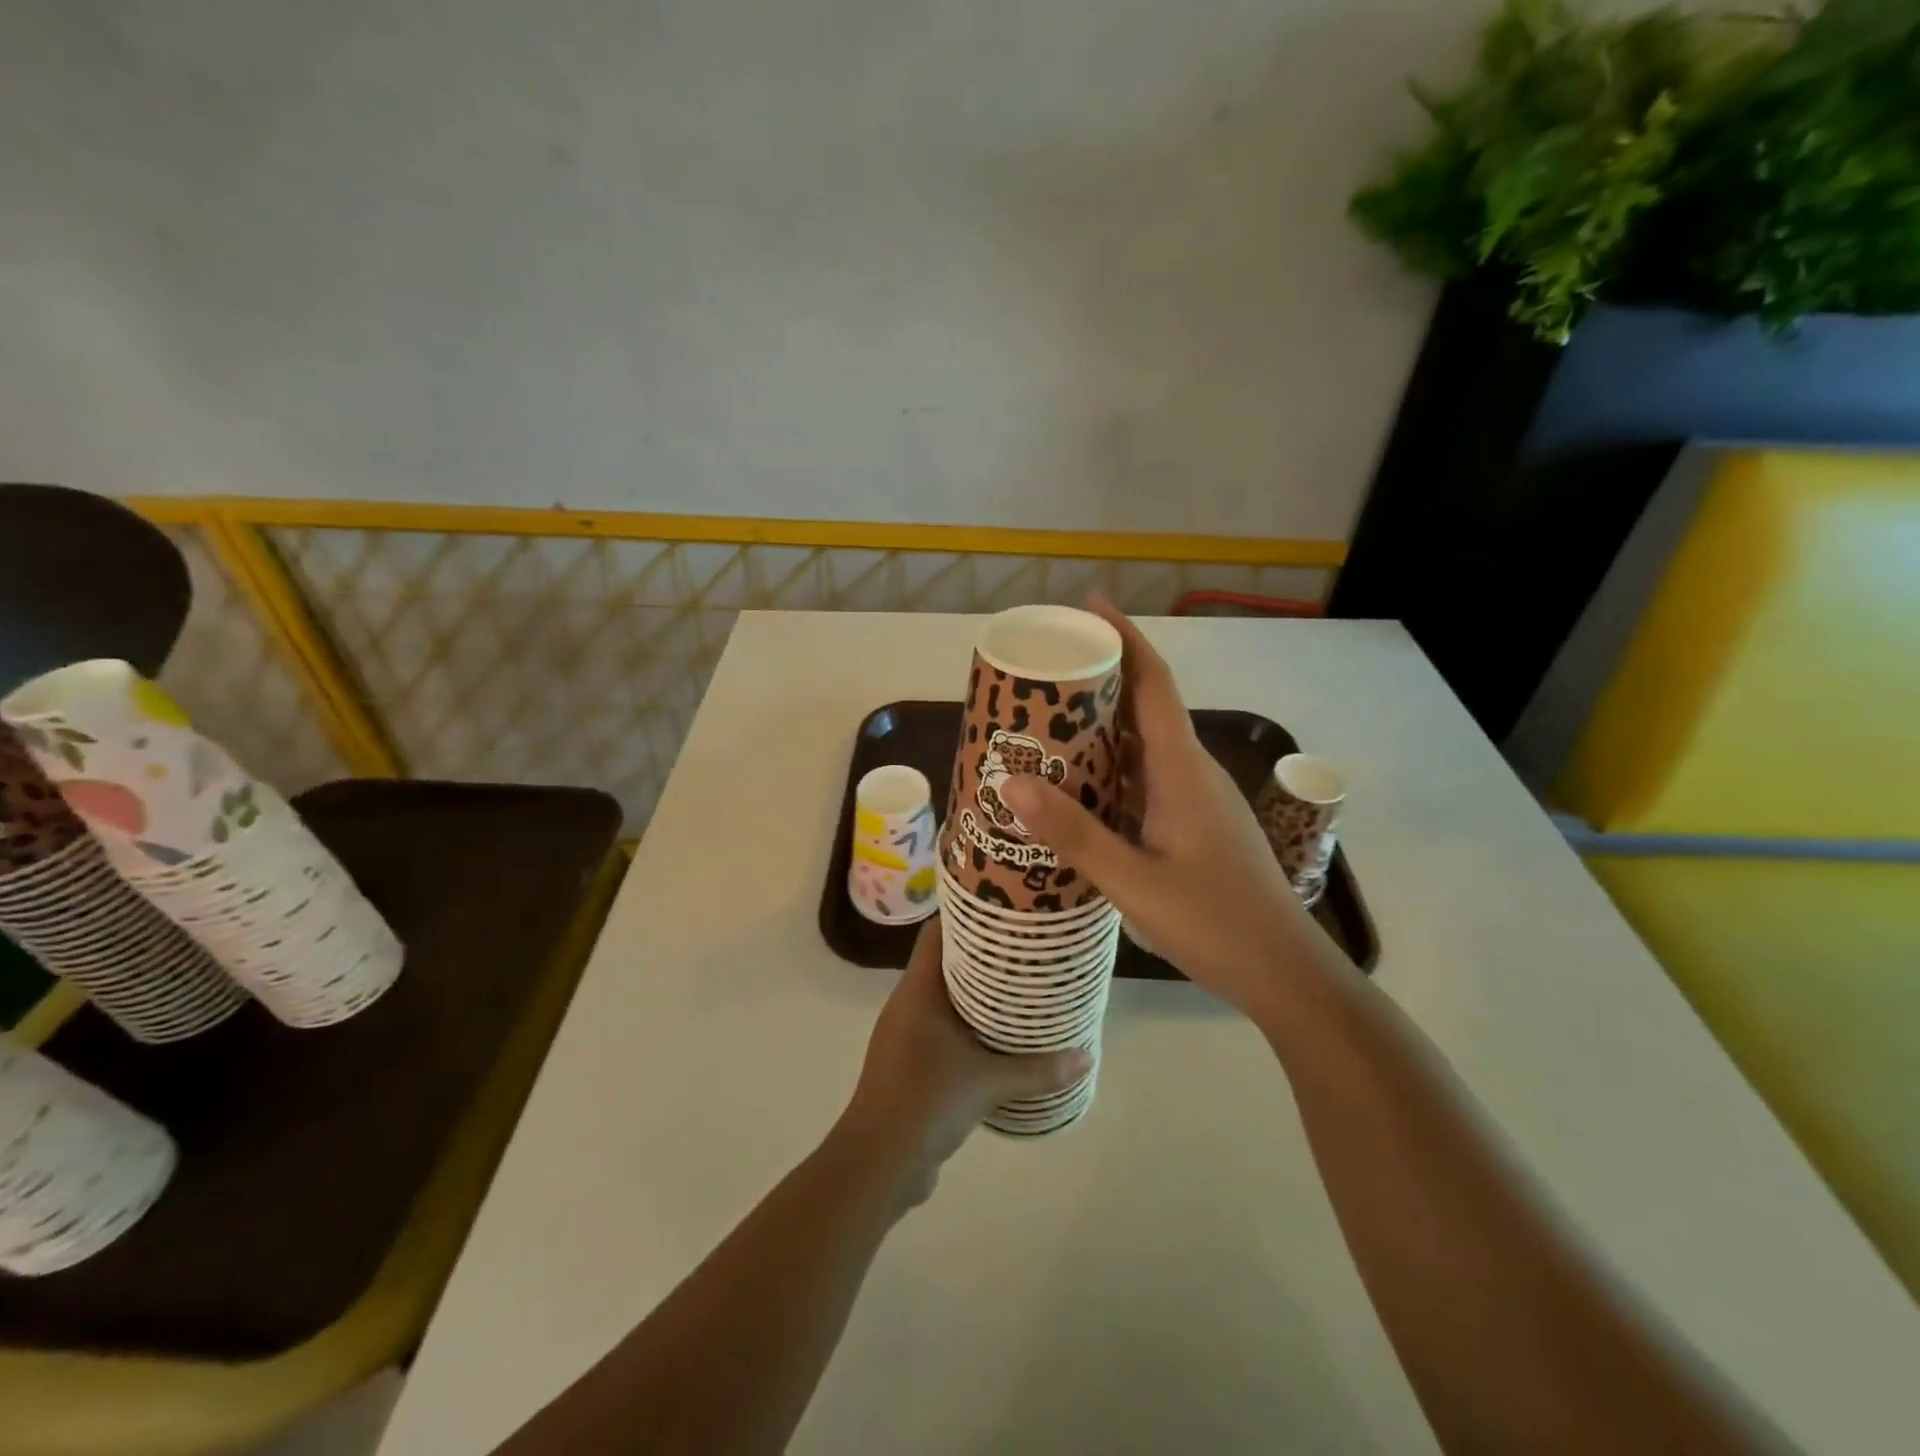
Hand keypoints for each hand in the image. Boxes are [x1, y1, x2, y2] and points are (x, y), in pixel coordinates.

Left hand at [838, 921, 1089, 1207]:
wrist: (878, 1163)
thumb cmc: (926, 1101)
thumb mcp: (988, 1083)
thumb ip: (1038, 1070)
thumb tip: (1086, 1057)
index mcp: (917, 991)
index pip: (936, 933)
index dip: (965, 915)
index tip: (1003, 909)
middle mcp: (908, 1004)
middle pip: (945, 962)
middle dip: (982, 955)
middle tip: (1024, 949)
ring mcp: (906, 1035)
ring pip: (945, 998)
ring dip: (977, 994)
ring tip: (1020, 988)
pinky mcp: (912, 1063)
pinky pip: (943, 1030)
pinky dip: (969, 1026)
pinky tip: (1000, 1038)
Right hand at [998, 596, 1321, 1019]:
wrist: (1286, 973)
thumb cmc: (1217, 923)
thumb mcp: (1135, 883)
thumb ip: (1075, 835)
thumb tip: (1013, 784)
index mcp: (1182, 770)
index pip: (1153, 684)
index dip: (1124, 639)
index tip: (1088, 606)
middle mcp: (1190, 772)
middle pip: (1144, 707)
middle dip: (1099, 679)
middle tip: (1042, 673)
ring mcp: (1194, 799)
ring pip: (1142, 746)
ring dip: (1101, 727)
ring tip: (1045, 724)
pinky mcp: (1192, 825)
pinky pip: (1144, 780)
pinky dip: (1110, 770)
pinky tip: (1077, 788)